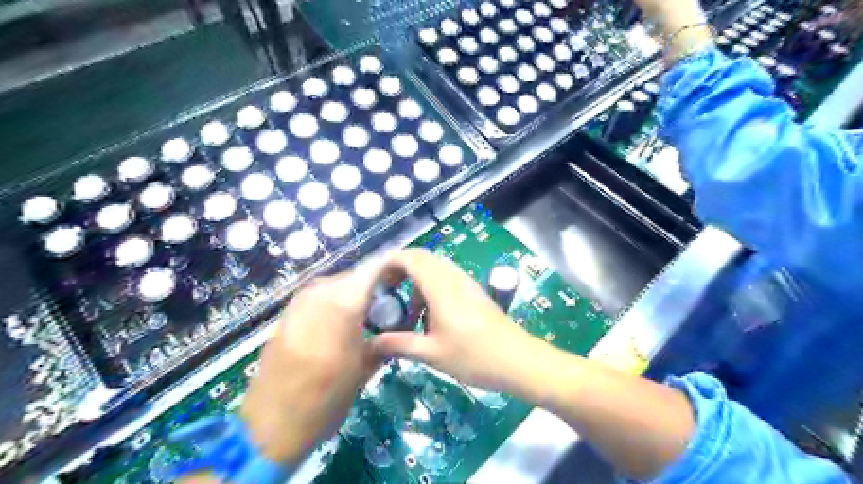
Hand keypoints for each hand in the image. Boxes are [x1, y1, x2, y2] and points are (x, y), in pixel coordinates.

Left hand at [234, 264, 384, 464]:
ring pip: (333, 285)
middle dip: (370, 285)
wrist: (273, 422)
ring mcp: (298, 303)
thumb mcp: (364, 370)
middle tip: (385, 304)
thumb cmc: (327, 397)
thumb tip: (394, 332)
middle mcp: (319, 295)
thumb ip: (382, 342)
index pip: (372, 270)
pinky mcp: (285, 314)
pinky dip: (331, 302)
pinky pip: (315, 296)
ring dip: (349, 293)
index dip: (389, 269)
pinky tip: (336, 323)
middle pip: (352, 276)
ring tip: (361, 314)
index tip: (403, 278)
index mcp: (344, 305)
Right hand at [370, 250, 537, 397]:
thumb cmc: (474, 357)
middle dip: (400, 270)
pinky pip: (446, 279)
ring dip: (416, 282)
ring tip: (406, 311)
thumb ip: (399, 344)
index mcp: (440, 286)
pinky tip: (429, 317)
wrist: (518, 361)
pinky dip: (430, 289)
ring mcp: (466, 283)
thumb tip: (370, 342)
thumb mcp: (432, 353)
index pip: (411, 257)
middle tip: (385, 294)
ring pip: (434, 269)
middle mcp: (453, 277)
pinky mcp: (474, 292)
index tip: (374, 279)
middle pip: (422, 259)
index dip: (389, 262)